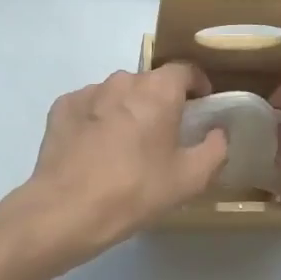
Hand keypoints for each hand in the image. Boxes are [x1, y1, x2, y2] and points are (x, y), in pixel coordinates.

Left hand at [16, 64, 228, 269]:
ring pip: (117, 94)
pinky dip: (97, 120)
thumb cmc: (136, 190)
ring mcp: (88, 91)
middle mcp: (123, 80)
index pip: (185, 70)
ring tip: (126, 145)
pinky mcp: (62, 107)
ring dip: (127, 110)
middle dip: (160, 102)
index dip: (197, 85)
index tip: (201, 106)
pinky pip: (89, 106)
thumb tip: (218, 132)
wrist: (67, 209)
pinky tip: (95, 149)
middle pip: (150, 82)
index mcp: (158, 90)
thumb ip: (215, 149)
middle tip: (164, 135)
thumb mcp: (190, 179)